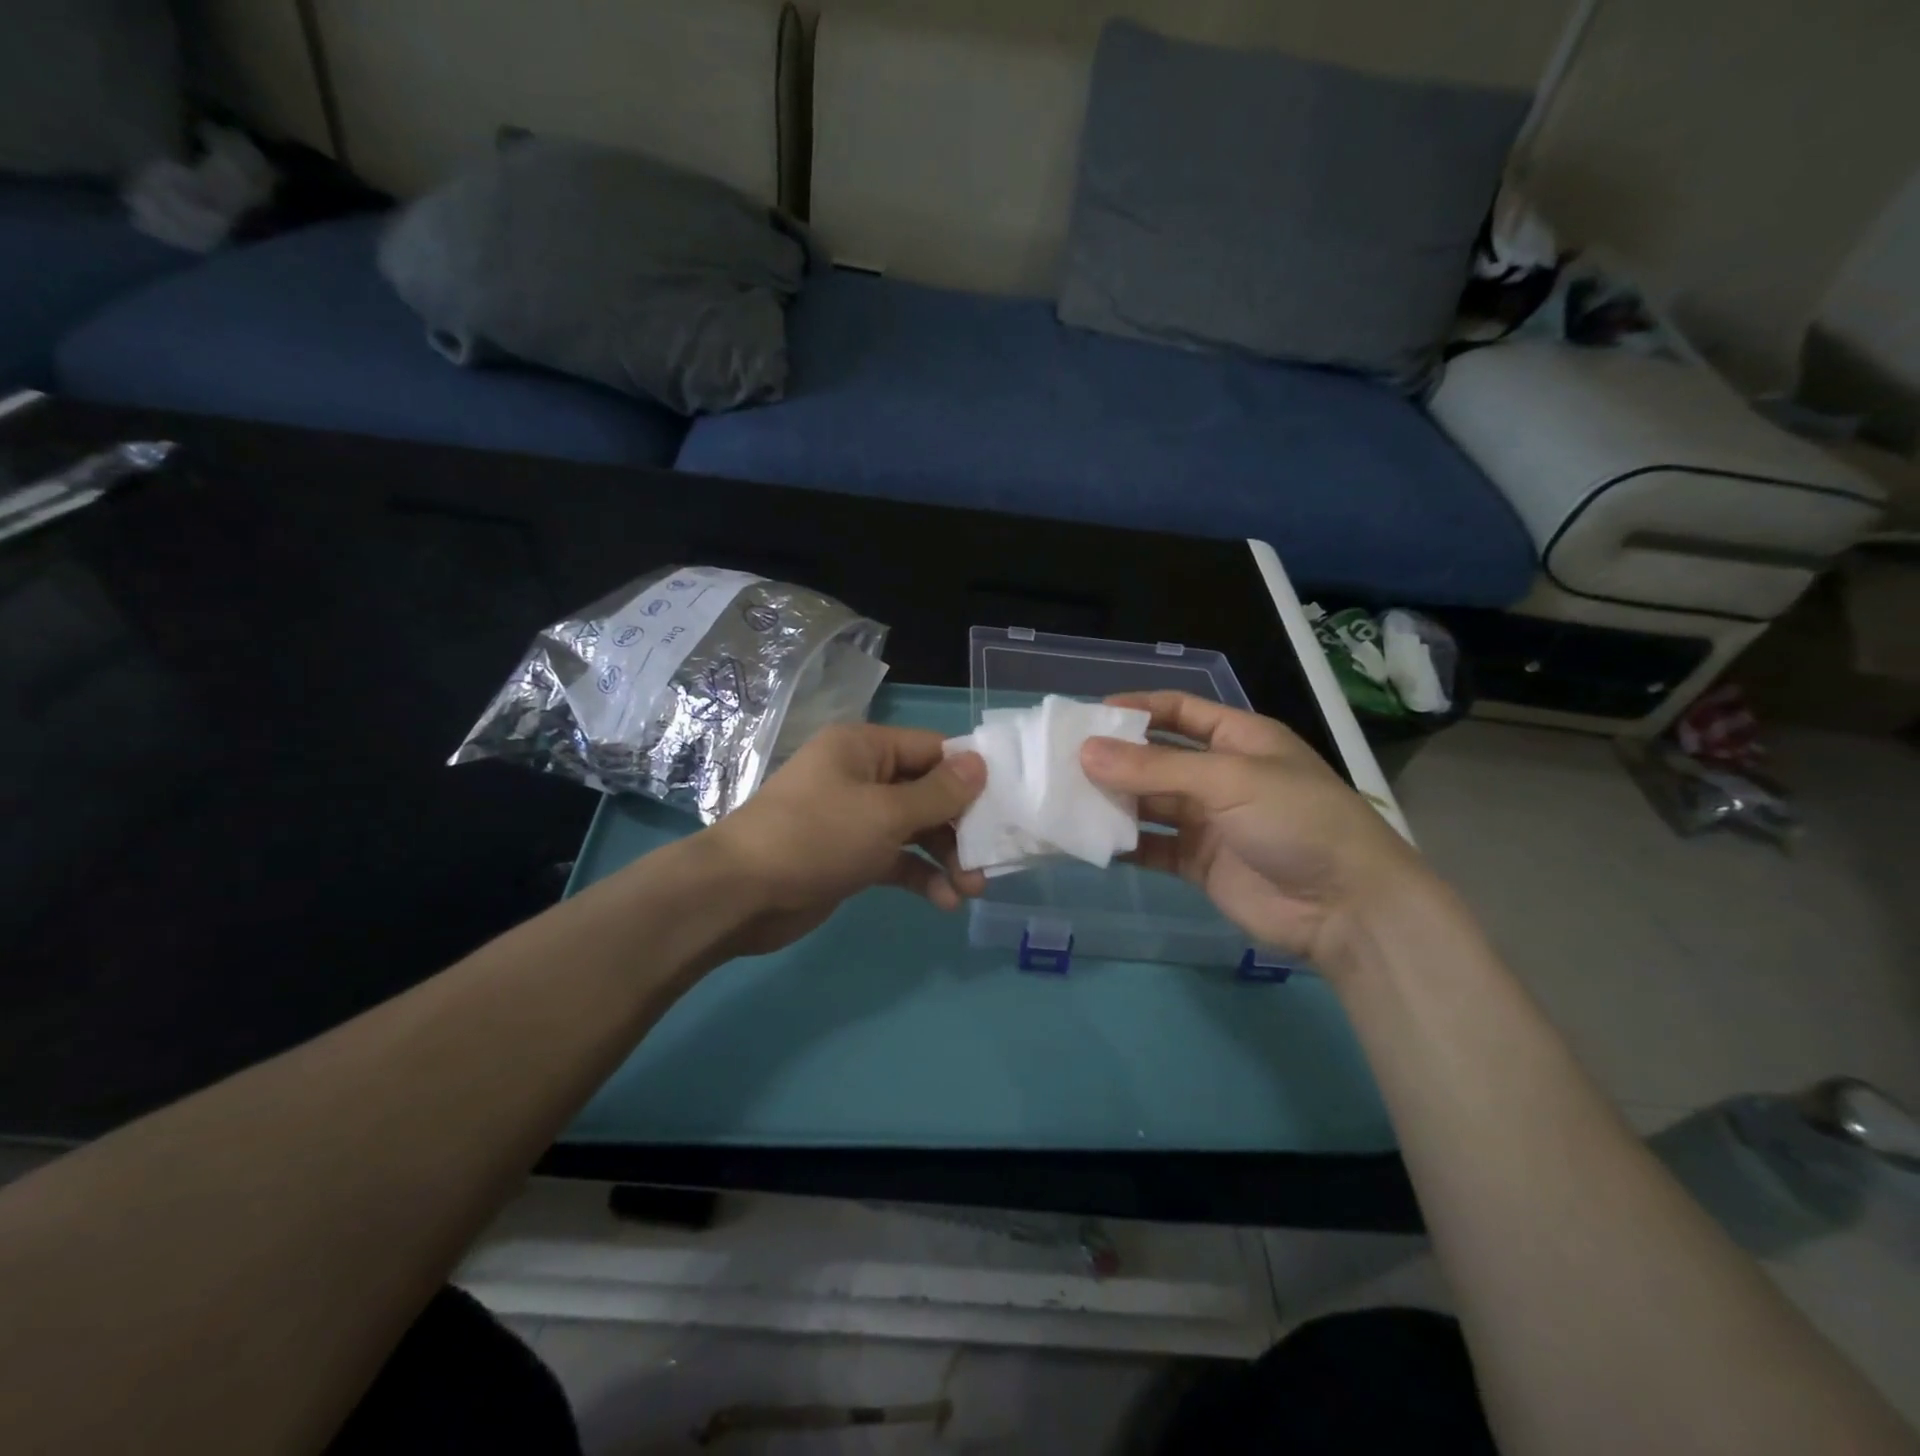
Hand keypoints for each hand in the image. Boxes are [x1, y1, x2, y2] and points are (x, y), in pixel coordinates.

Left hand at [703, 723, 987, 957]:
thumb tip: (980, 763)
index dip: (969, 775)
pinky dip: (919, 876)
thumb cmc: (816, 837)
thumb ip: (939, 793)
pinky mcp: (849, 856)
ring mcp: (854, 818)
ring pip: (914, 829)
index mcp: (865, 748)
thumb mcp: (885, 812)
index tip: (1005, 804)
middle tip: (989, 859)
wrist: (740, 895)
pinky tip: (942, 901)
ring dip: (944, 856)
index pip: (932, 750)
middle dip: (959, 826)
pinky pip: (895, 858)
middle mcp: (861, 776)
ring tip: (970, 889)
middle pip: (927, 792)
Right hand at [1079, 691, 1433, 974]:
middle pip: (1156, 758)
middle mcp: (1220, 775)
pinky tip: (1088, 842)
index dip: (1136, 708)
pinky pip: (1152, 846)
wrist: (1345, 907)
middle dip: (1114, 758)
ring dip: (1113, 801)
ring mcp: (1208, 821)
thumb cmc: (1295, 820)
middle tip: (1062, 761)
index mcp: (1238, 739)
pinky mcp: (1198, 863)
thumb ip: (1154, 767)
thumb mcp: (1227, 780)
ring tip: (1065, 799)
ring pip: (1149, 803)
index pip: (1178, 711)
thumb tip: (1085, 752)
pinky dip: (1123, 844)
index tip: (1088, 716)